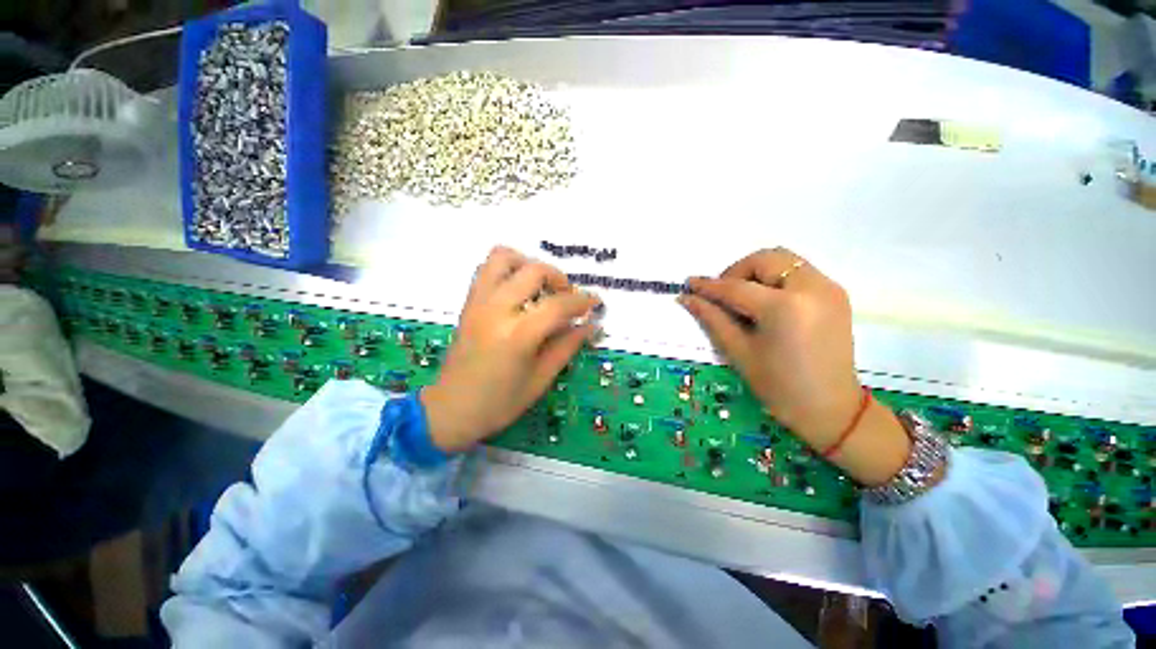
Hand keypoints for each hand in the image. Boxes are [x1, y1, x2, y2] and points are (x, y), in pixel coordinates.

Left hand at [421, 246, 600, 452]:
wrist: (451, 409)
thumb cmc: (500, 403)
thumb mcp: (541, 379)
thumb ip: (567, 346)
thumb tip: (592, 325)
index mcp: (518, 335)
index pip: (559, 305)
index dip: (583, 301)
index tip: (596, 303)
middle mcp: (496, 310)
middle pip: (534, 271)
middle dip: (559, 278)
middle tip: (568, 297)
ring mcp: (478, 302)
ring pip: (504, 257)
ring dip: (529, 265)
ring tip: (541, 287)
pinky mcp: (468, 302)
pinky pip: (487, 268)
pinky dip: (508, 269)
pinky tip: (519, 291)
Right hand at [678, 247, 909, 484]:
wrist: (831, 408)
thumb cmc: (779, 386)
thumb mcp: (739, 352)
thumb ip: (712, 318)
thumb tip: (687, 298)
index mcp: (785, 307)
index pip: (737, 287)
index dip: (710, 286)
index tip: (689, 283)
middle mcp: (812, 288)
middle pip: (766, 259)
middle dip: (738, 272)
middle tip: (723, 296)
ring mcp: (828, 288)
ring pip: (784, 261)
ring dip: (757, 273)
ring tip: (744, 299)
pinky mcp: (835, 294)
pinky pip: (799, 272)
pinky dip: (776, 279)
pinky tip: (766, 303)